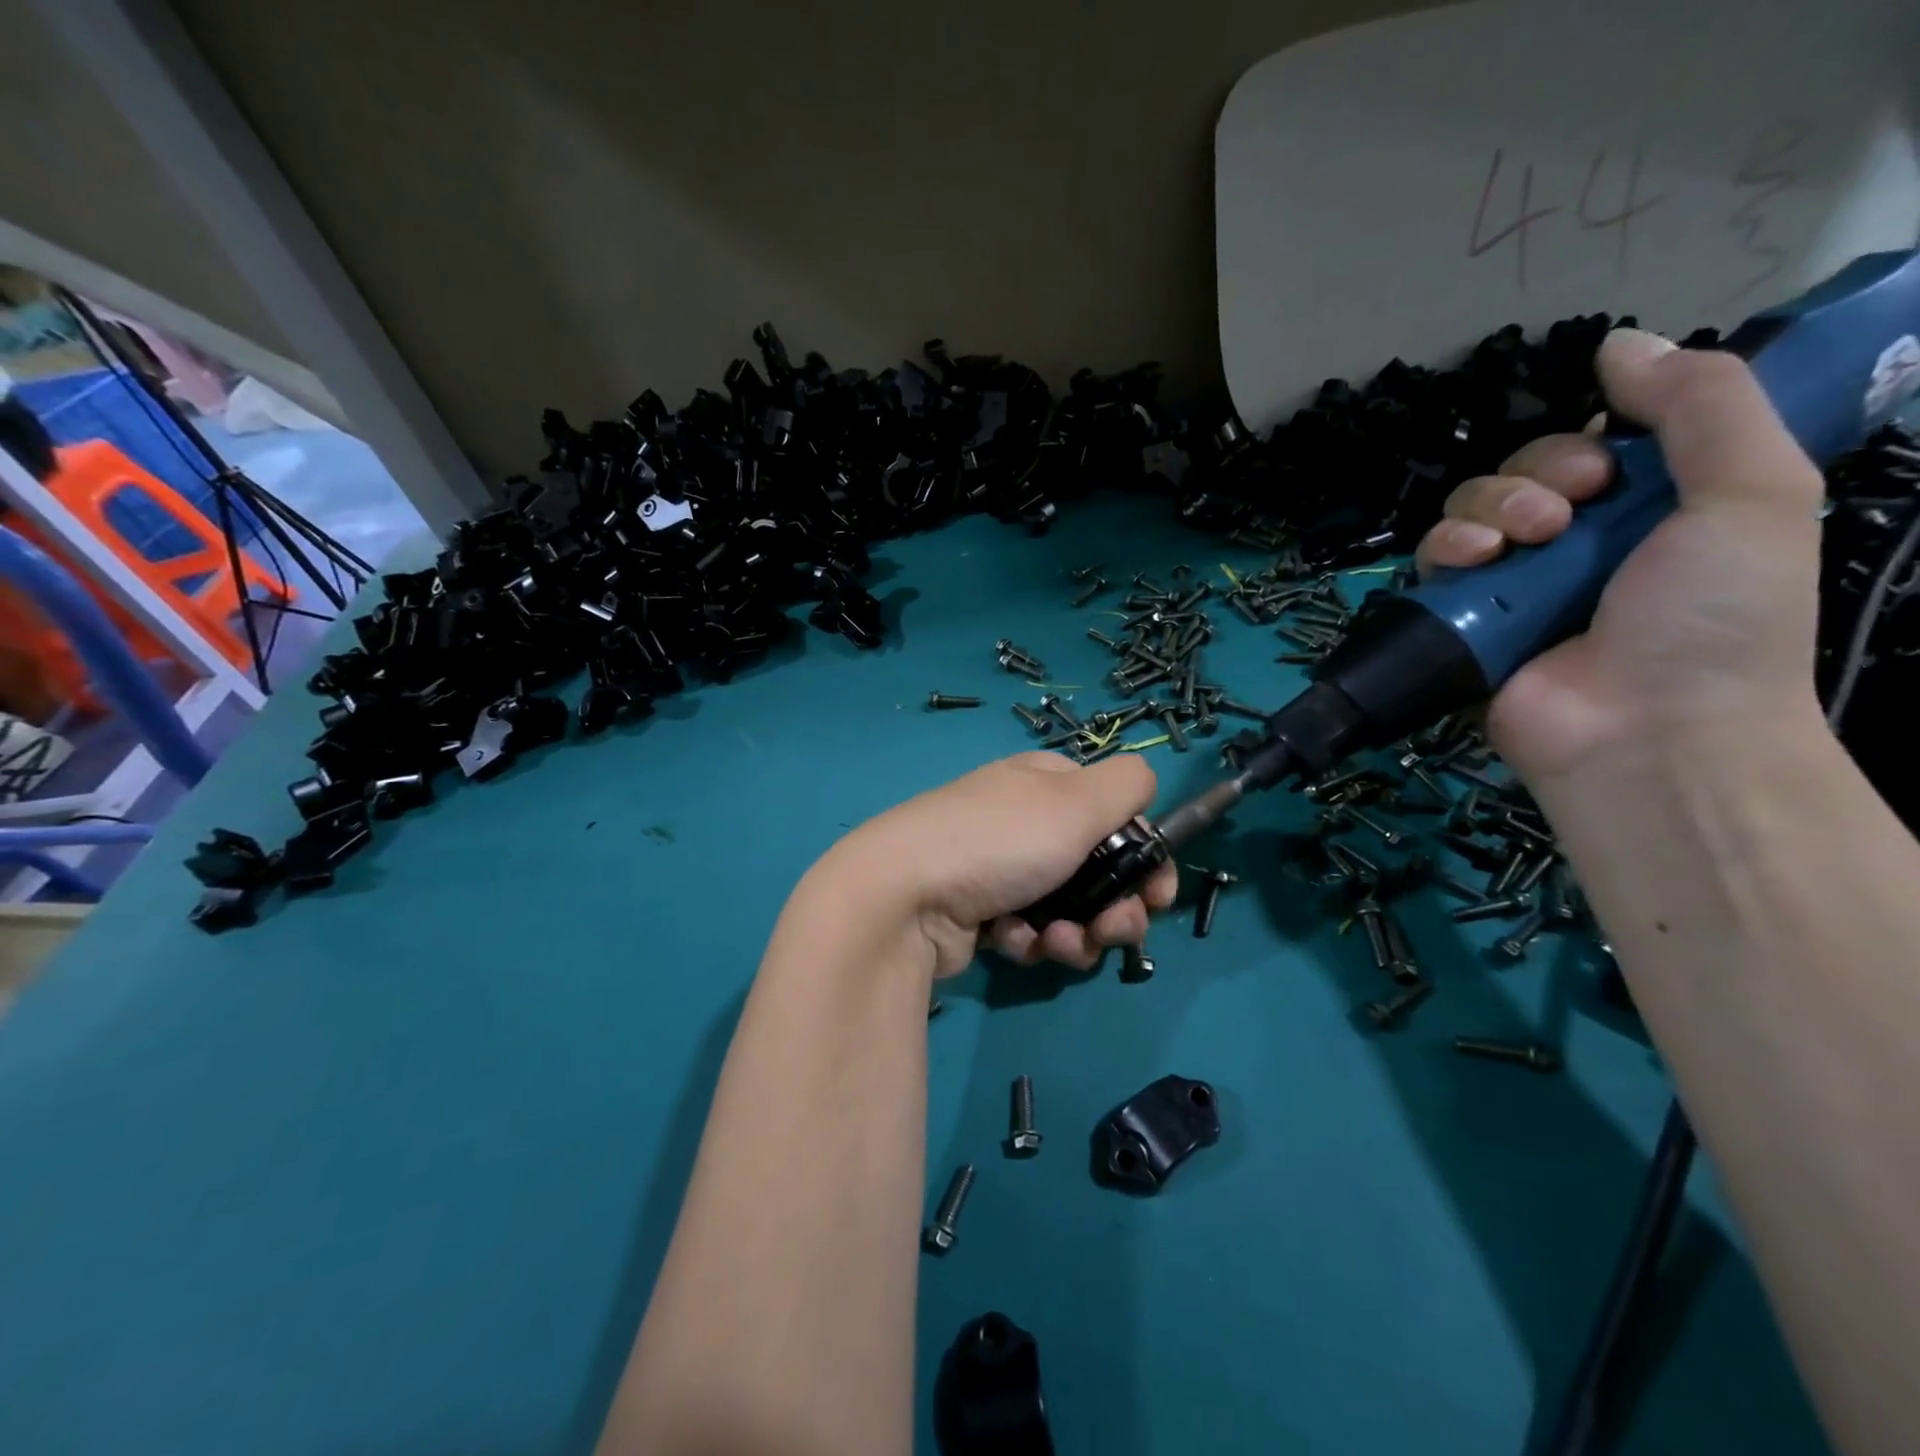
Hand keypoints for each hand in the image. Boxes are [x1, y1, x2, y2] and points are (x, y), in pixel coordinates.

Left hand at [817, 752, 1178, 977]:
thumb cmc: (999, 841)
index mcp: (1046, 783)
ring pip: (1069, 909)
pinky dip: (1033, 942)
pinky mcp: (979, 915)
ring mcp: (999, 869)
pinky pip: (1030, 932)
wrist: (902, 898)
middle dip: (1115, 906)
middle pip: (1098, 868)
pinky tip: (1017, 944)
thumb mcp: (1075, 800)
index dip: (1143, 855)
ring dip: (1077, 933)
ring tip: (1056, 943)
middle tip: (1114, 929)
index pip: (1115, 814)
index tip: (1156, 894)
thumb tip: (1144, 786)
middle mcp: (1024, 821)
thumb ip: (1128, 784)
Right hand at [1414, 328, 1826, 786]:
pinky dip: (1446, 549)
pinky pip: (1434, 559)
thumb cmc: (1715, 616)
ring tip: (1520, 546)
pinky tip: (1473, 562)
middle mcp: (1576, 542)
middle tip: (1562, 518)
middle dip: (1536, 477)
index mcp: (1649, 509)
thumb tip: (1616, 340)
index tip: (1611, 470)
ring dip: (1489, 509)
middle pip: (1522, 470)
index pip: (1594, 443)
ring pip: (1471, 507)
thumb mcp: (1752, 491)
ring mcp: (1514, 583)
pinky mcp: (1463, 618)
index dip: (1590, 439)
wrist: (1647, 730)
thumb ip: (1700, 404)